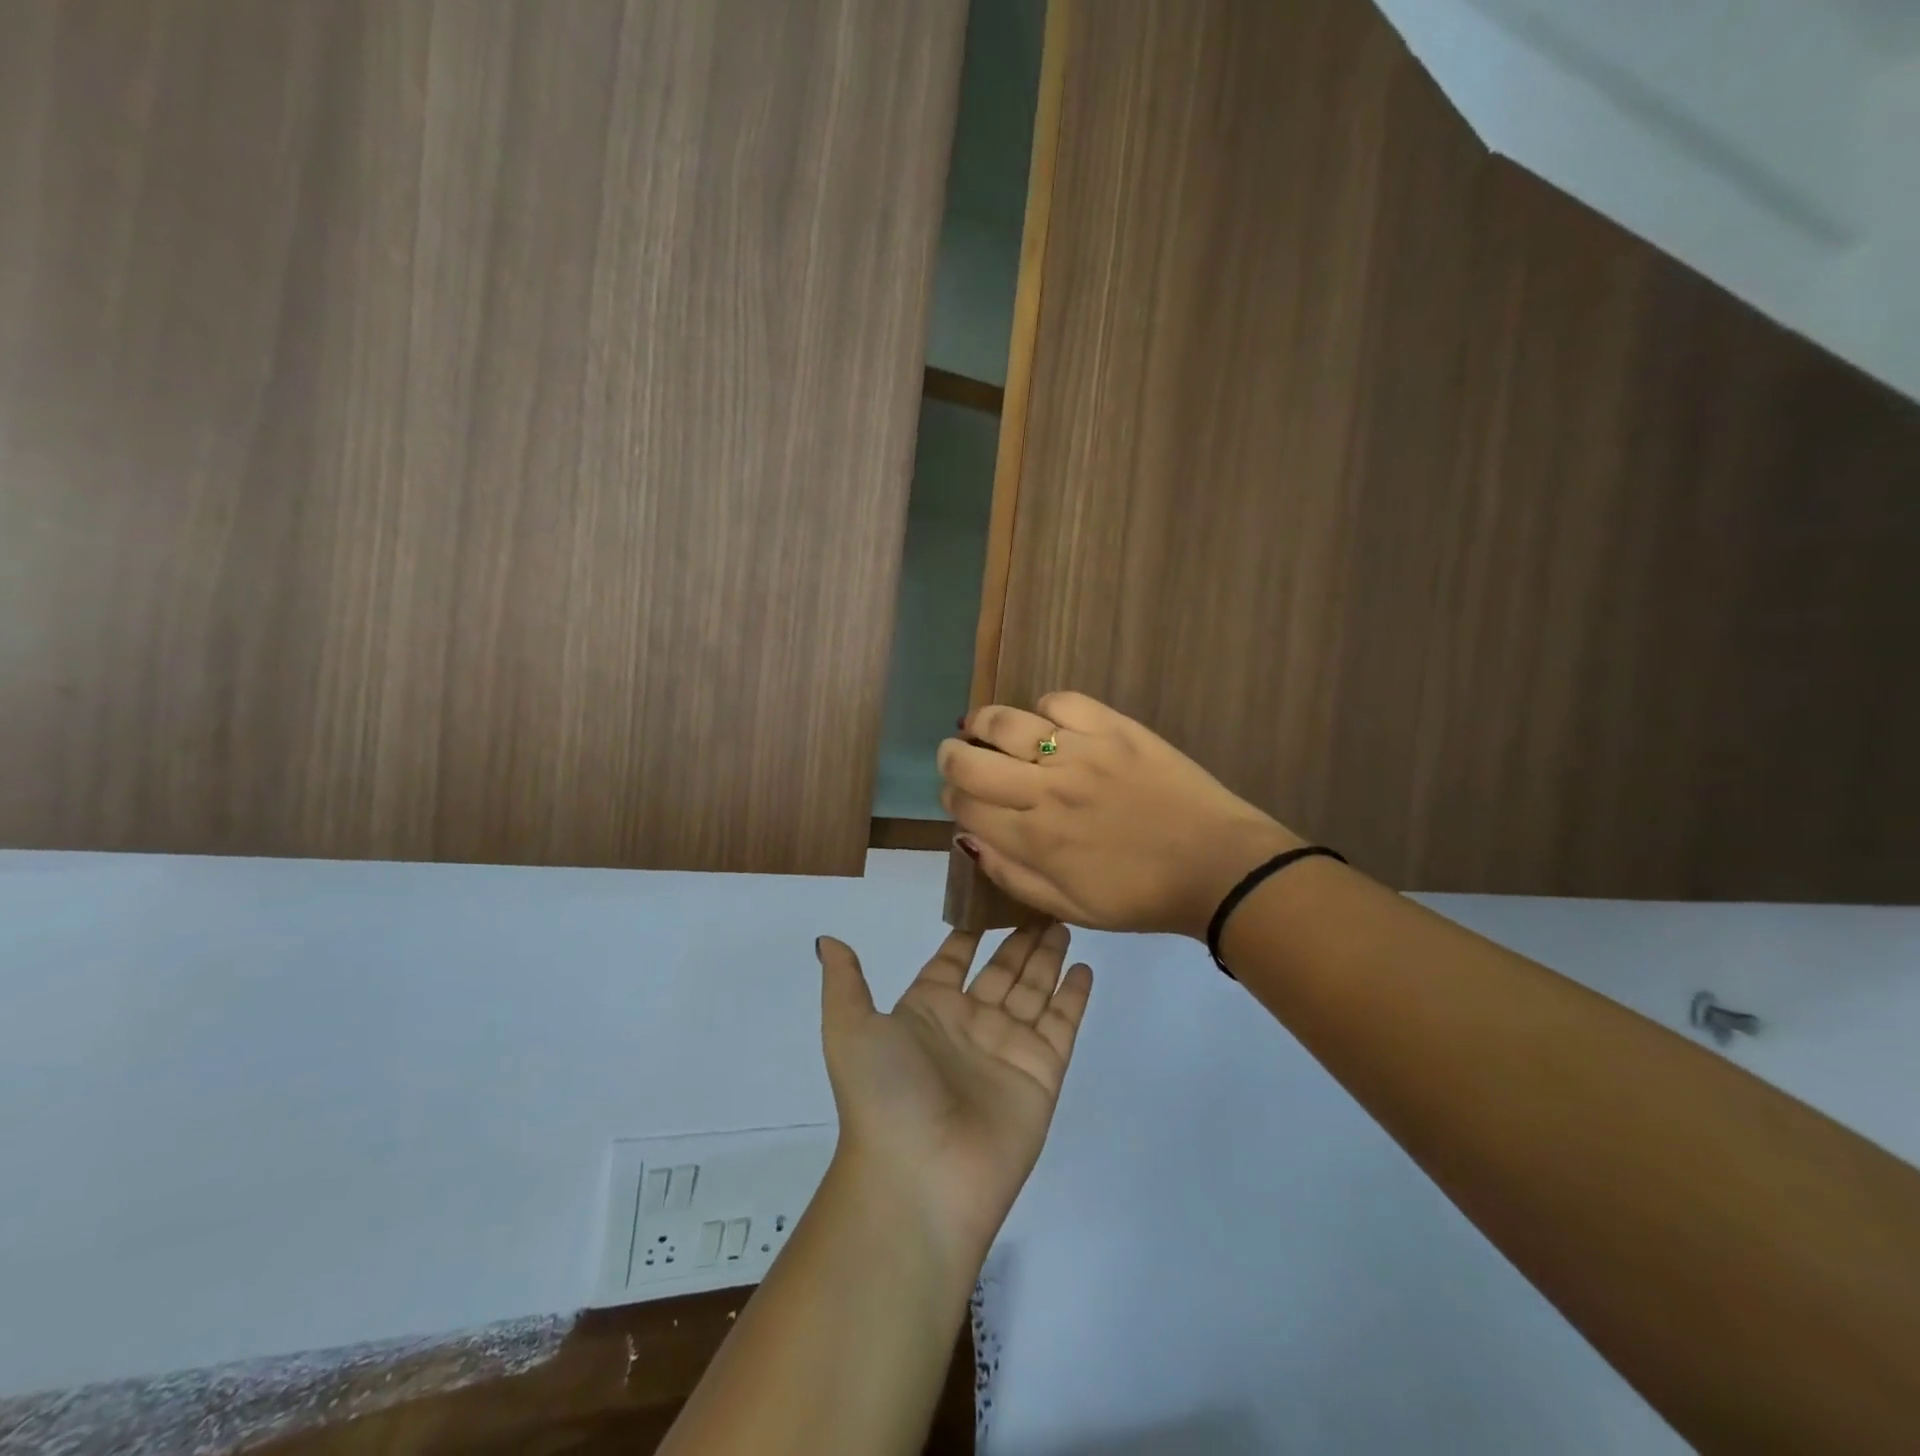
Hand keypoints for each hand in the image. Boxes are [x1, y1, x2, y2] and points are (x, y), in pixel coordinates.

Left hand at [816, 925, 1091, 1266]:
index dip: (969, 932)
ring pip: (1034, 988)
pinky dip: (1074, 995)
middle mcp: (969, 1024)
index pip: (953, 960)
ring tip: (1064, 921)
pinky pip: (1061, 1023)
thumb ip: (846, 981)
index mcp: (927, 1011)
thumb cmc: (884, 1094)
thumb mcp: (849, 1029)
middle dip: (1019, 937)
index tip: (989, 895)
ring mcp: (1008, 1048)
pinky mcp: (1041, 1072)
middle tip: (1040, 901)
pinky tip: (1085, 967)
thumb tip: (827, 940)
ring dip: (1048, 956)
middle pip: (1001, 969)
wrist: (919, 1179)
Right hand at [938, 692, 1303, 936]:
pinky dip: (1044, 708)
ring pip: (1006, 722)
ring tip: (984, 727)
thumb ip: (1011, 876)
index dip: (950, 798)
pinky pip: (1061, 701)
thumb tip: (968, 838)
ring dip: (983, 723)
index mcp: (1034, 839)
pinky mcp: (1114, 728)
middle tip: (956, 756)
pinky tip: (1048, 723)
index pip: (965, 805)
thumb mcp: (1069, 908)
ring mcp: (1080, 752)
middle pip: (970, 760)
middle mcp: (1046, 790)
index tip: (958, 798)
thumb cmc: (1140, 897)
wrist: (1217, 867)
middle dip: (951, 757)